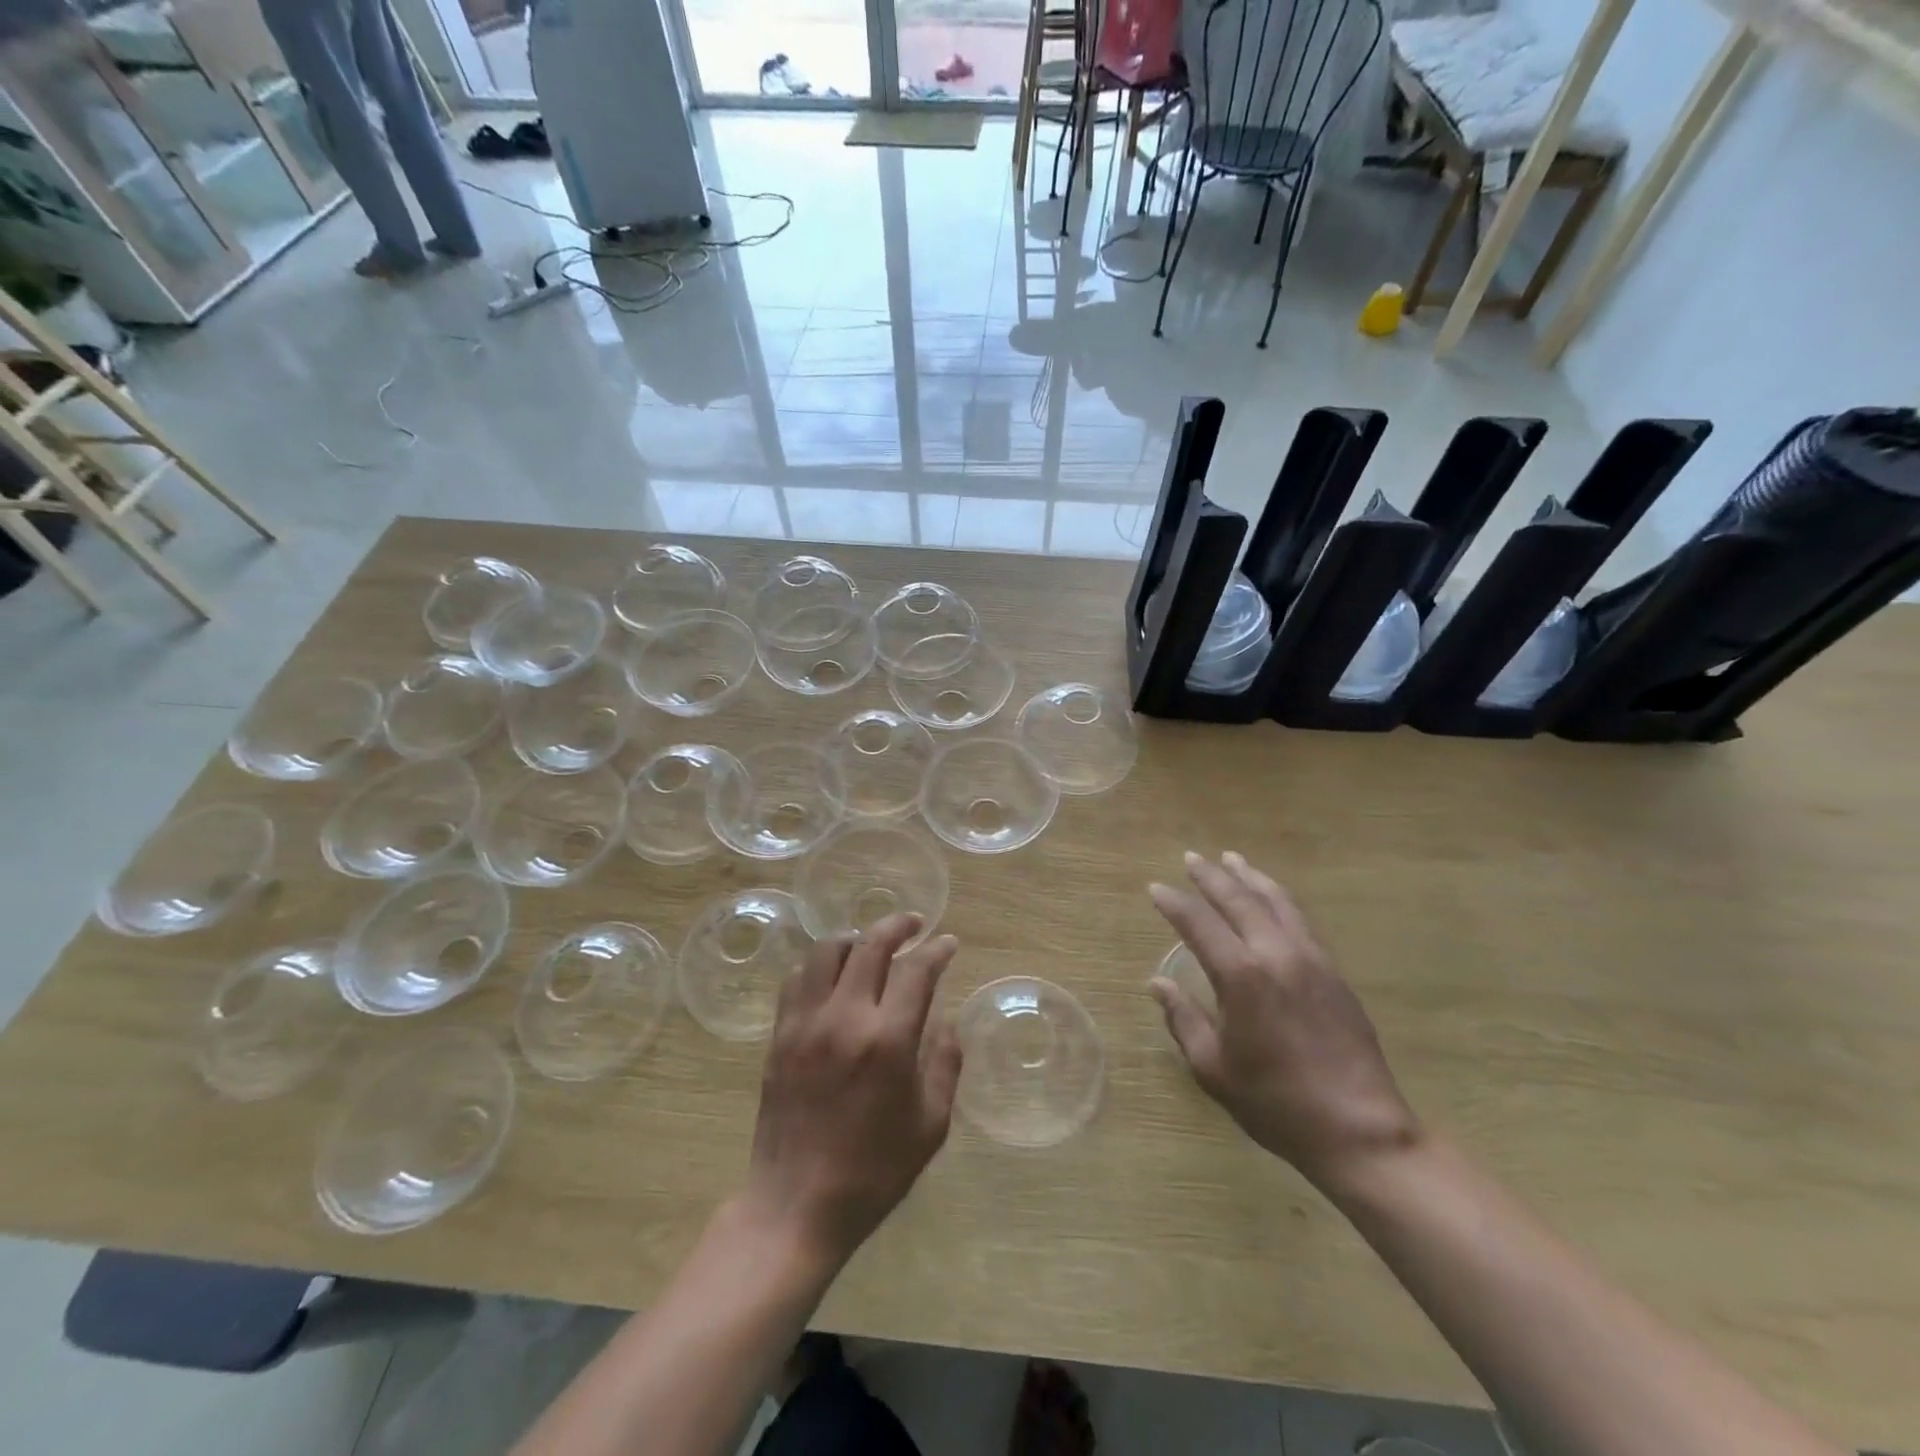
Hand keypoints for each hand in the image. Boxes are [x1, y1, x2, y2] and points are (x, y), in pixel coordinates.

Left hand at [742, 914, 961, 1268]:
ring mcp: (806, 1023)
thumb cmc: (874, 1172)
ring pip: (827, 951)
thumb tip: (947, 1021)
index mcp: (889, 1041)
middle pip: (870, 944)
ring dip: (855, 939)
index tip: (948, 944)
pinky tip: (832, 977)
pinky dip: (818, 966)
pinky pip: (796, 979)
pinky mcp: (779, 1035)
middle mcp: (845, 1018)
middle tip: (914, 925)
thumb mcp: (930, 1125)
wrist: (797, 1205)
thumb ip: (945, 1064)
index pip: (917, 970)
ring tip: (871, 946)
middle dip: (898, 925)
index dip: (937, 950)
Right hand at [1148, 852, 1420, 1190]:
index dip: (1174, 903)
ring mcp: (1311, 959)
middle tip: (1191, 858)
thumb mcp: (1214, 1068)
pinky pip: (1301, 919)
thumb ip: (1183, 1019)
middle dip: (1211, 877)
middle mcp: (1276, 954)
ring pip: (1276, 901)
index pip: (1199, 923)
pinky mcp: (1334, 972)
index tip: (1155, 889)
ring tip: (1232, 859)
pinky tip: (1272, 898)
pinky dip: (1279, 898)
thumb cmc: (1275, 1103)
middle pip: (1239, 900)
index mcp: (1241, 977)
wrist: (1359, 1130)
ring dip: (1250, 877)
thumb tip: (1159, 983)